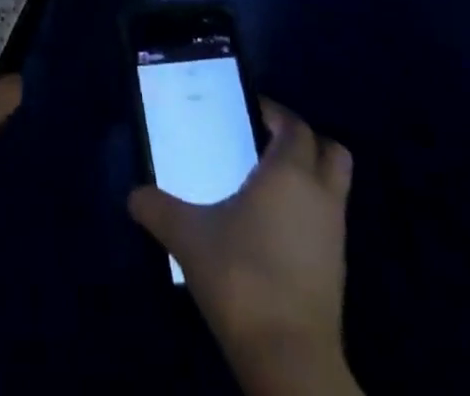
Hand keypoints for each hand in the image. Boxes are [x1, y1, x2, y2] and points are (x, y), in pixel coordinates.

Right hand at [129, 101, 357, 394]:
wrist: (288, 358)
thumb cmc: (240, 276)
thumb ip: (158, 208)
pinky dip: (309, 212)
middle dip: (304, 140)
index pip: (294, 125)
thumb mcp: (187, 236)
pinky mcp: (337, 270)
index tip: (249, 111)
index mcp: (288, 172)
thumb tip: (133, 195)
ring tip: (267, 184)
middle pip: (331, 150)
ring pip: (335, 187)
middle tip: (266, 142)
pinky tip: (273, 227)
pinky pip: (328, 221)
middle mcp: (320, 194)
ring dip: (311, 176)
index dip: (275, 113)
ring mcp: (334, 234)